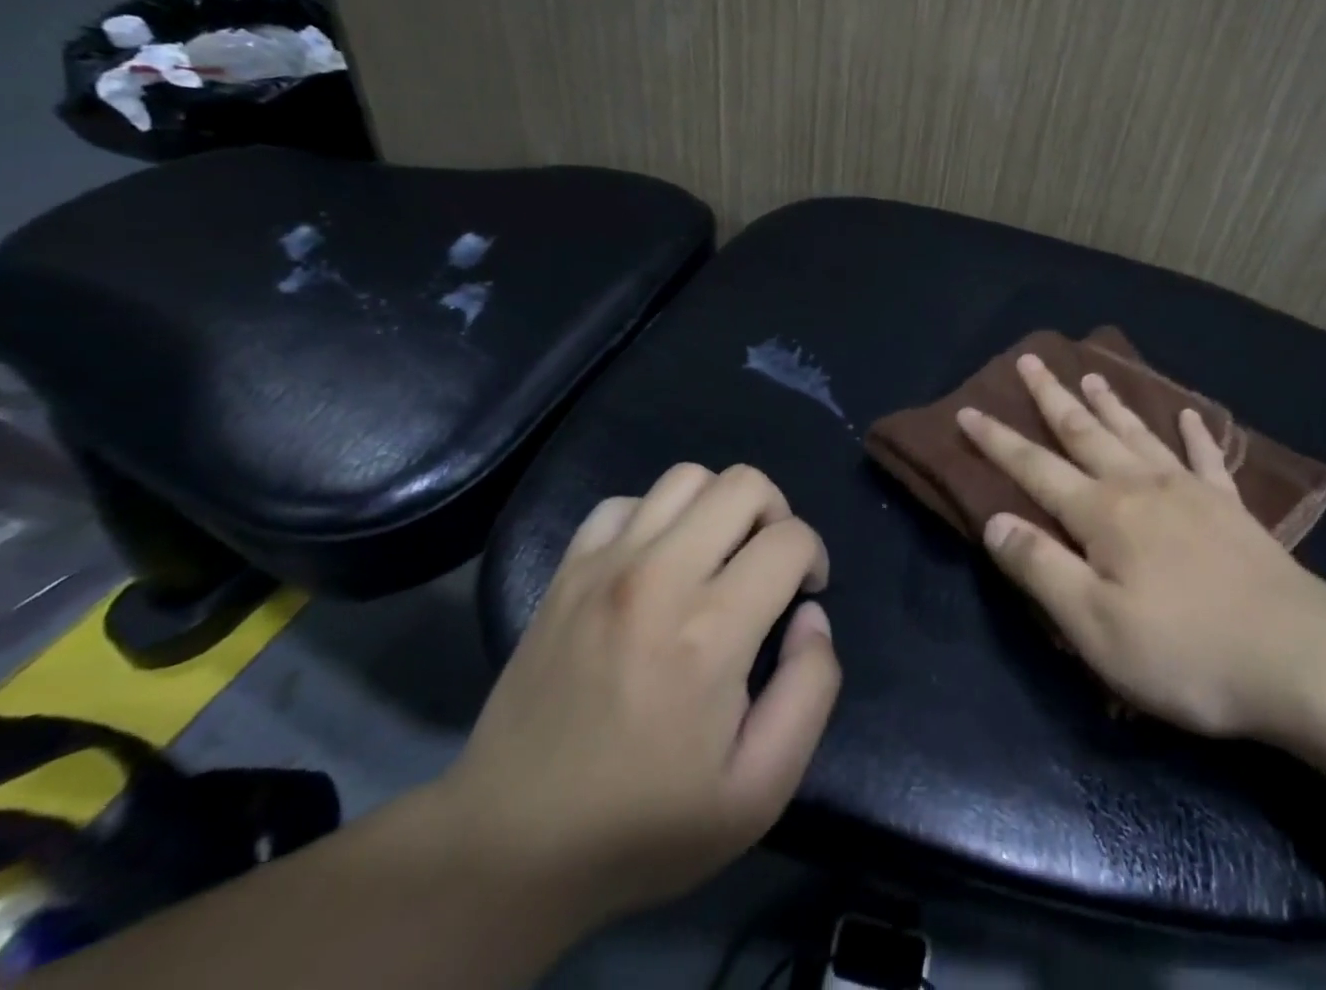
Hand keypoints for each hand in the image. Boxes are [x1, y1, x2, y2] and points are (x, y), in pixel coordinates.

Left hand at [434, 463, 839, 926]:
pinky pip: (625, 502)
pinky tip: (657, 562)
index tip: (804, 594)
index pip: (790, 538)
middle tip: (768, 565)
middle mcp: (659, 577)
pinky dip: (655, 517)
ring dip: (719, 507)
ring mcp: (604, 567)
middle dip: (776, 514)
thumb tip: (811, 615)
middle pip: (744, 483)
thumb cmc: (646, 823)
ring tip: (717, 556)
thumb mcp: (760, 789)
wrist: (511, 848)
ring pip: (686, 477)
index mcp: (711, 630)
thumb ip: (811, 690)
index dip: (814, 558)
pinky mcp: (566, 572)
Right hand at [959, 355, 1325, 747]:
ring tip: (1091, 374)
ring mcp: (1191, 492)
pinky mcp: (1231, 509)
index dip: (997, 441)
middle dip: (1051, 397)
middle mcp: (1141, 487)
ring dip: (1110, 403)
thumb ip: (1041, 569)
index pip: (1034, 467)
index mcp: (1103, 514)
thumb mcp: (1095, 627)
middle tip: (1029, 360)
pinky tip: (1188, 416)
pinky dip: (1193, 434)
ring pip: (1138, 433)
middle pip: (1085, 432)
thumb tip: (995, 522)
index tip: (967, 410)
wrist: (1302, 658)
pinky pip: (1206, 458)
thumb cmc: (1186, 652)